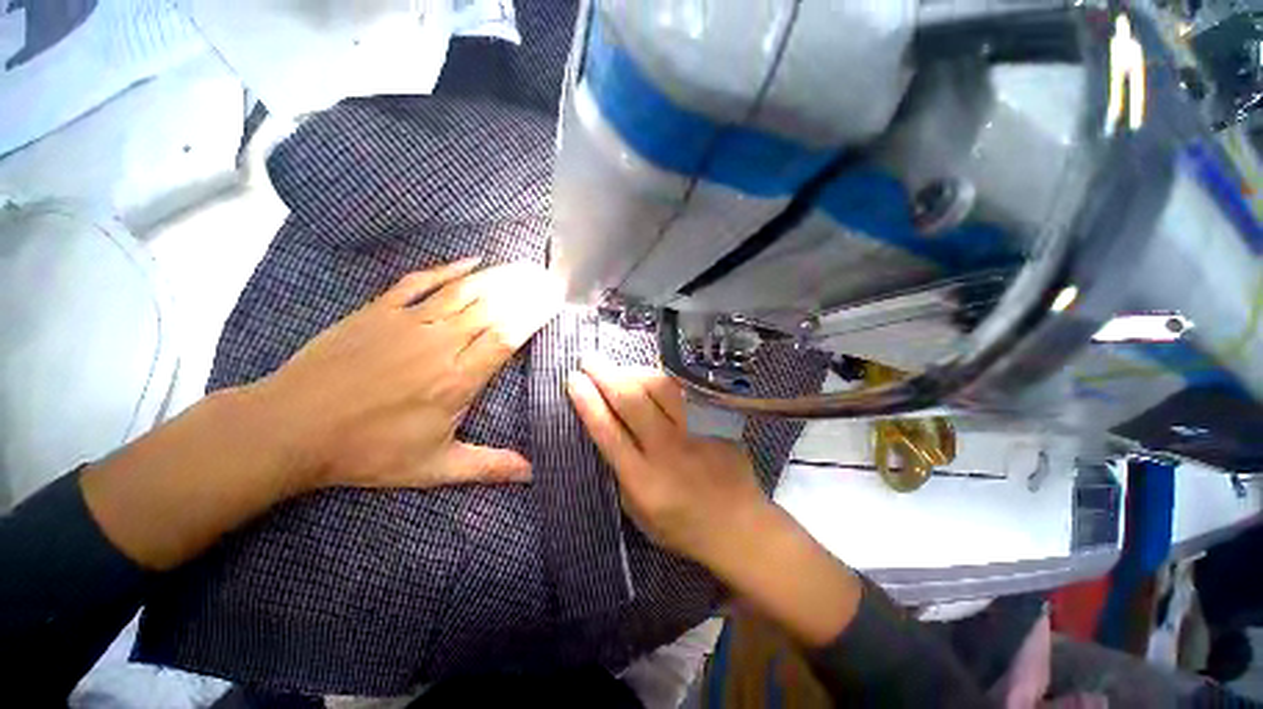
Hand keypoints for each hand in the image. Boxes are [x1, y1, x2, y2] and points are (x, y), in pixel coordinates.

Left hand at [251, 258, 562, 493]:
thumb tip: (532, 473)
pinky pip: (420, 281)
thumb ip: (488, 466)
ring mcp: (408, 322)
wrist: (291, 428)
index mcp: (457, 379)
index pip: (507, 336)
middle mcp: (440, 343)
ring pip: (464, 291)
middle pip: (491, 307)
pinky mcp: (379, 310)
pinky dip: (449, 269)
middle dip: (524, 290)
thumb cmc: (368, 451)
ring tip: (523, 266)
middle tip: (547, 276)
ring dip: (497, 276)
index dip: (534, 315)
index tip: (555, 301)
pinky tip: (472, 261)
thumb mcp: (434, 467)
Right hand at [565, 360, 771, 566]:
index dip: (587, 401)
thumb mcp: (638, 512)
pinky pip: (683, 390)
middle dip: (605, 375)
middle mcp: (668, 450)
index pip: (608, 431)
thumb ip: (620, 471)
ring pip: (660, 387)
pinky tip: (650, 376)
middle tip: (588, 359)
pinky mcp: (716, 422)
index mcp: (643, 480)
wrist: (738, 526)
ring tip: (617, 368)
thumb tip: (605, 428)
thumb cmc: (681, 525)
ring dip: (632, 371)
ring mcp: (696, 431)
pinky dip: (661, 379)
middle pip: (631, 401)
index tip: (573, 380)